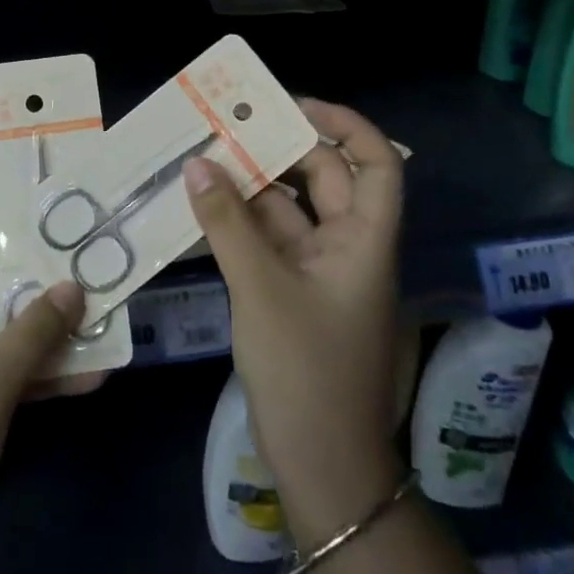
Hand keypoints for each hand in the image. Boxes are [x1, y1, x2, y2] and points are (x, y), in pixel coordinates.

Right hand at [184, 98, 404, 542]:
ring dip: (253, 186)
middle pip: (326, 180)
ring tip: (207, 155)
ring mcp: (320, 271)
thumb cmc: (307, 371)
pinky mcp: (294, 293)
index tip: (294, 105)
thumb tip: (196, 164)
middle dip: (282, 149)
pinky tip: (205, 205)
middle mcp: (348, 247)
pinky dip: (242, 221)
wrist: (322, 468)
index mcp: (365, 241)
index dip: (345, 126)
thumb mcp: (261, 289)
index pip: (376, 165)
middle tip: (231, 124)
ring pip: (291, 210)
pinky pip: (270, 241)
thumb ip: (227, 223)